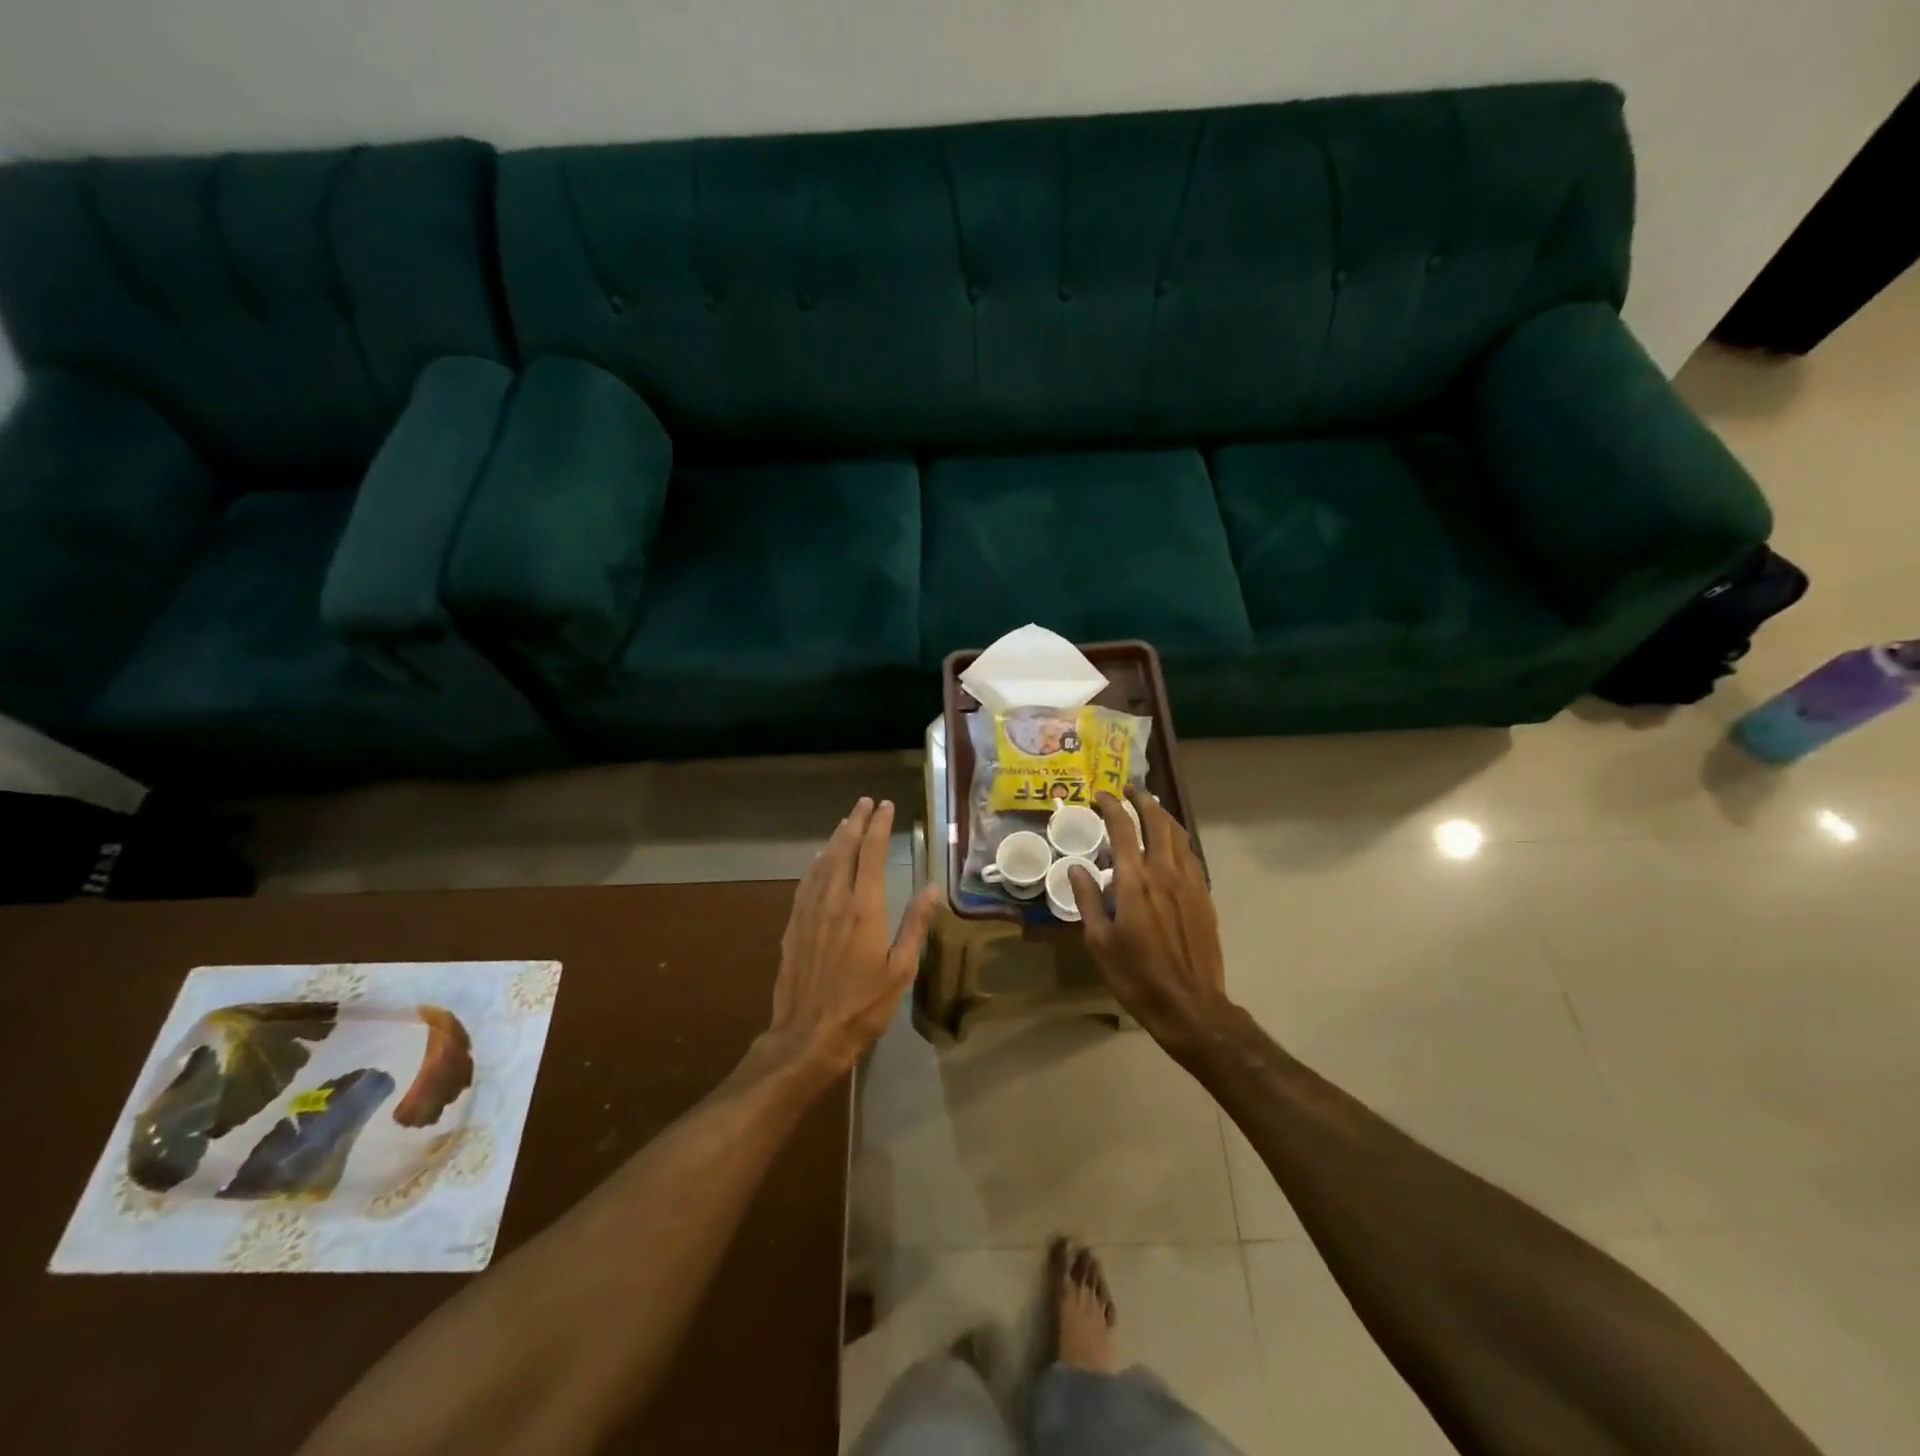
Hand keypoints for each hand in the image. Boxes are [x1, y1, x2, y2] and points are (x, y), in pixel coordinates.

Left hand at [765, 798, 939, 1079]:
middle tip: (866, 803)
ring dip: (836, 838)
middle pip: (845, 849)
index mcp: (864, 907)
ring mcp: (810, 911)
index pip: (872, 854)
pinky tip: (820, 859)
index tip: (886, 806)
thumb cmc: (862, 1006)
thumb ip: (915, 925)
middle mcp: (834, 900)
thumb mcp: (900, 970)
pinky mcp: (794, 925)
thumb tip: (932, 888)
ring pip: (823, 862)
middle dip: (857, 822)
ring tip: (847, 821)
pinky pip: (806, 882)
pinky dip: (816, 863)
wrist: (808, 1036)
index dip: (879, 826)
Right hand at [1068, 788, 1233, 1053]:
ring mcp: (1189, 883)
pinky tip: (1171, 845)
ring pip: (1179, 835)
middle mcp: (1164, 872)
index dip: (1111, 807)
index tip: (1101, 795)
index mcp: (1134, 881)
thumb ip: (1087, 900)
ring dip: (1163, 816)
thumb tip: (1077, 868)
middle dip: (1143, 801)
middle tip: (1130, 791)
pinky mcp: (1204, 897)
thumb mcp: (1099, 941)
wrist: (1189, 1005)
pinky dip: (1178, 840)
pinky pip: (1191, 855)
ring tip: (1151, 809)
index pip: (1123, 828)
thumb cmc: (1136, 976)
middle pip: (1157, 822)